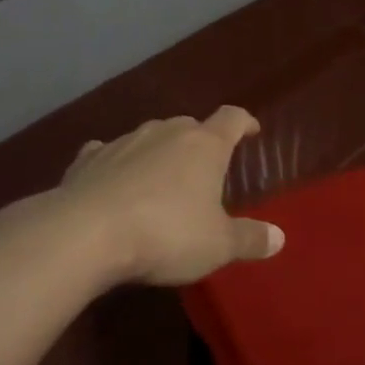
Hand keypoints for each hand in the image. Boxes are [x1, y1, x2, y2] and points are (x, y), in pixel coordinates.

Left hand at [59, 106, 284, 285]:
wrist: (86, 233)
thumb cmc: (166, 234)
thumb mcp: (217, 245)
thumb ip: (249, 239)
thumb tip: (279, 237)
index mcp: (204, 145)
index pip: (232, 119)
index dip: (245, 122)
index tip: (251, 131)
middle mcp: (165, 132)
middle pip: (189, 125)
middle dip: (199, 141)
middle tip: (204, 167)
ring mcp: (124, 142)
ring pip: (149, 136)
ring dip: (158, 152)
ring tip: (160, 177)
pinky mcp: (88, 159)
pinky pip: (107, 152)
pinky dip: (115, 163)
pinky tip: (112, 179)